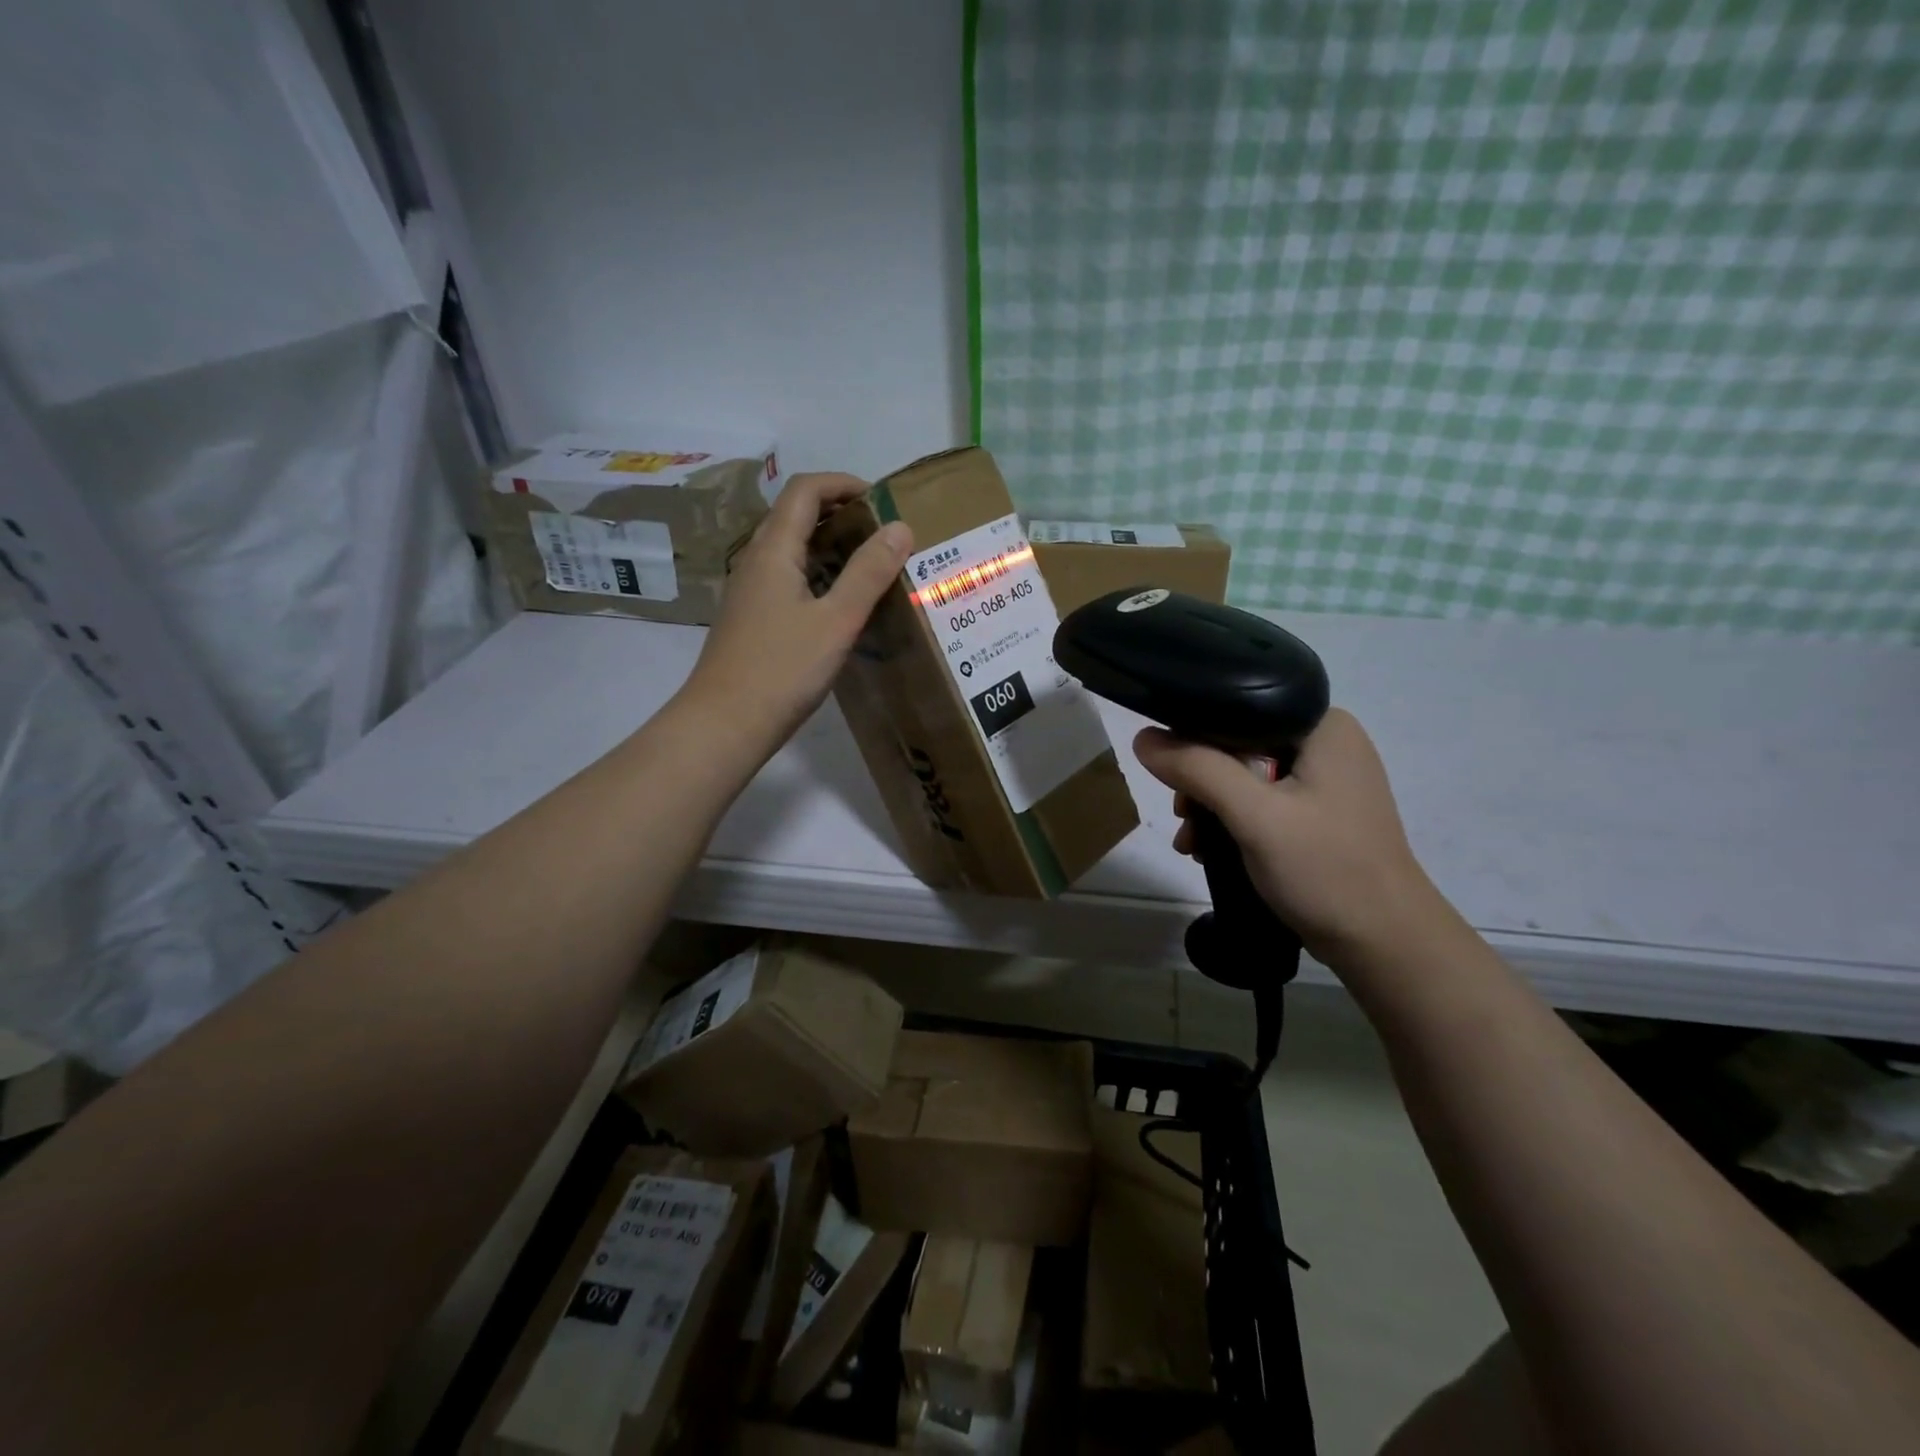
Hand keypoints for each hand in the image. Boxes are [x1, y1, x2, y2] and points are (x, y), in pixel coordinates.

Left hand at [680, 472, 911, 757]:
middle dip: (841, 513)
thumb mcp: (836, 620)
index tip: (882, 500)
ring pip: (793, 549)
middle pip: (797, 516)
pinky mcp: (753, 618)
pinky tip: (842, 604)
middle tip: (885, 534)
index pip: (805, 490)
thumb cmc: (782, 669)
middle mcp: (757, 561)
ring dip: (831, 546)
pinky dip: (819, 575)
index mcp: (773, 550)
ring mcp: (751, 591)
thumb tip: (900, 527)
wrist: (726, 723)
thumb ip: (868, 573)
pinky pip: (789, 578)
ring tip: (873, 565)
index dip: (843, 483)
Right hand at [1133, 709, 1451, 969]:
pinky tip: (1209, 848)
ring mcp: (1326, 780)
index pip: (1240, 707)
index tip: (1173, 777)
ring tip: (1191, 842)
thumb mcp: (1254, 815)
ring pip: (1245, 775)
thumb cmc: (1325, 869)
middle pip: (1238, 743)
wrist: (1384, 944)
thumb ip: (1197, 769)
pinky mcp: (1319, 813)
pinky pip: (1261, 801)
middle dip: (1201, 781)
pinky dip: (1232, 821)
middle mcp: (1326, 743)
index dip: (1195, 735)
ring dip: (1211, 806)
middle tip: (1183, 817)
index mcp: (1323, 725)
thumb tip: (1142, 737)